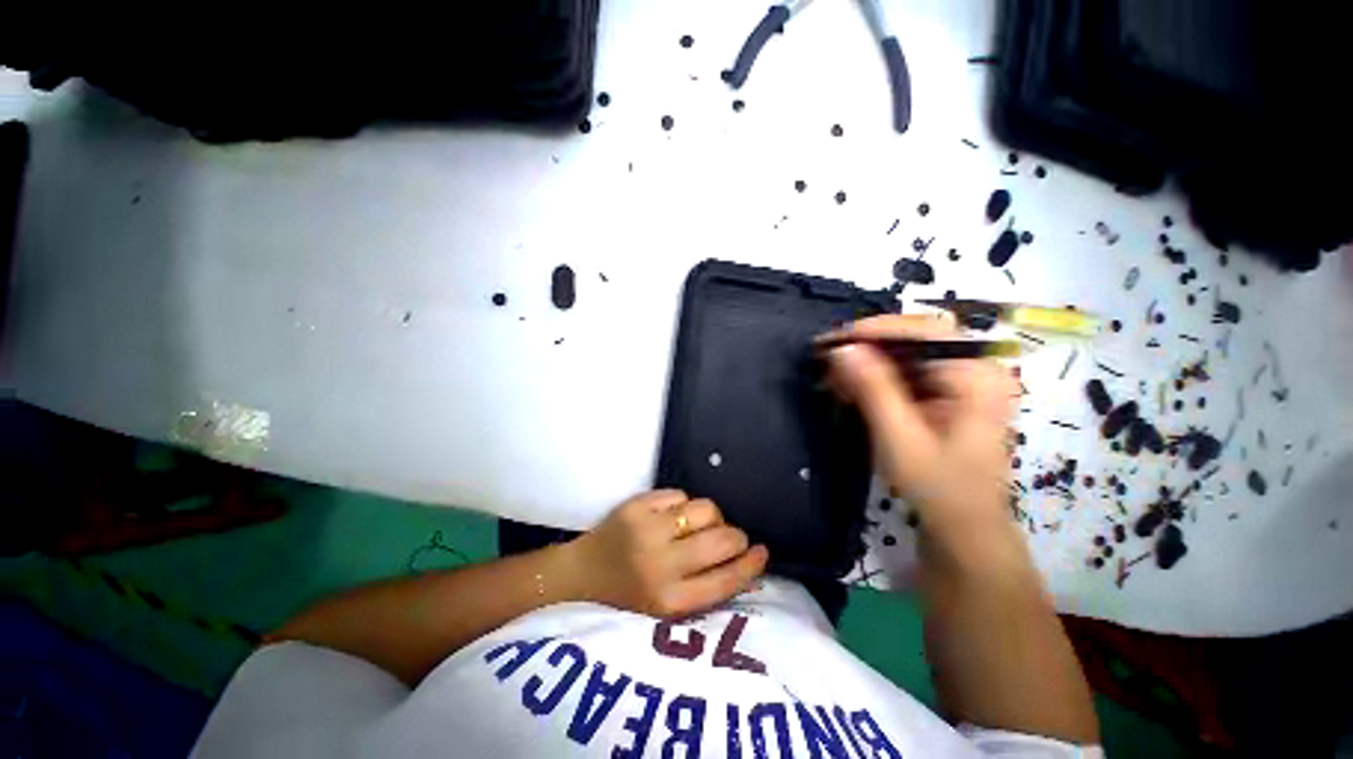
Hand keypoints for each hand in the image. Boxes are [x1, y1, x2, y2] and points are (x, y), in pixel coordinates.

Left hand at [569, 490, 768, 617]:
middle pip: (721, 538)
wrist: (578, 577)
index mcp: (669, 601)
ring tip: (701, 524)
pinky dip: (684, 504)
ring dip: (711, 516)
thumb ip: (703, 588)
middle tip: (732, 537)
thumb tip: (743, 561)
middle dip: (736, 536)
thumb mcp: (665, 610)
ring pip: (704, 509)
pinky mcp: (635, 505)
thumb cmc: (626, 599)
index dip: (751, 564)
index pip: (726, 580)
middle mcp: (660, 564)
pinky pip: (679, 494)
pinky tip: (674, 515)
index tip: (762, 552)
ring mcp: (647, 529)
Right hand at [824, 314, 1017, 545]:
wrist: (966, 527)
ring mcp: (962, 380)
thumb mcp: (899, 437)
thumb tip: (842, 348)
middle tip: (828, 360)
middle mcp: (975, 368)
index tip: (832, 341)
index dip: (874, 330)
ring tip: (833, 377)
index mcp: (976, 375)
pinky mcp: (948, 393)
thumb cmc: (938, 486)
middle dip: (867, 347)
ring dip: (867, 363)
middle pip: (914, 339)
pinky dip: (876, 377)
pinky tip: (852, 389)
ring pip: (907, 354)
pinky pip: (907, 372)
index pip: (922, 331)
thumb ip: (873, 389)